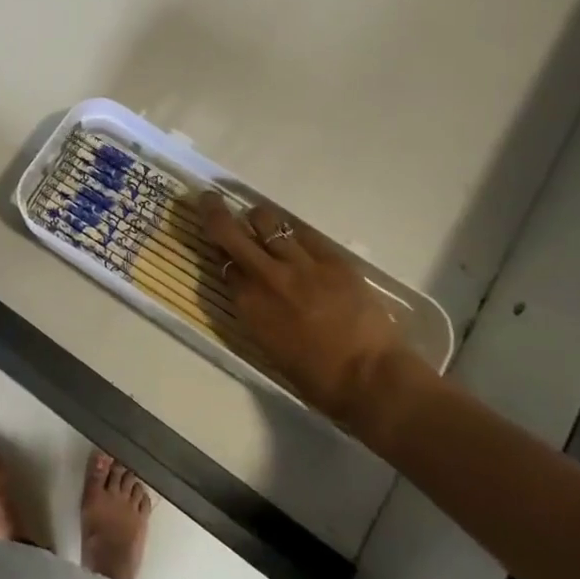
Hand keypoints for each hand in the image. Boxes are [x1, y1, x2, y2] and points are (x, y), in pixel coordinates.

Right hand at [198, 194, 434, 445]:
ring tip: (260, 220)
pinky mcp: (331, 257)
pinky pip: (303, 231)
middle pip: (230, 232)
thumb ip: (254, 312)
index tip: (219, 250)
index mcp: (248, 306)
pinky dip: (292, 230)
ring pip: (266, 220)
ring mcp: (300, 262)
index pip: (222, 265)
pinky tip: (294, 234)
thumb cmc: (318, 379)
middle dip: (214, 212)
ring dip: (257, 218)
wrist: (371, 377)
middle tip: (208, 198)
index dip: (219, 255)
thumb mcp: (270, 348)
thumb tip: (248, 290)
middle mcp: (266, 276)